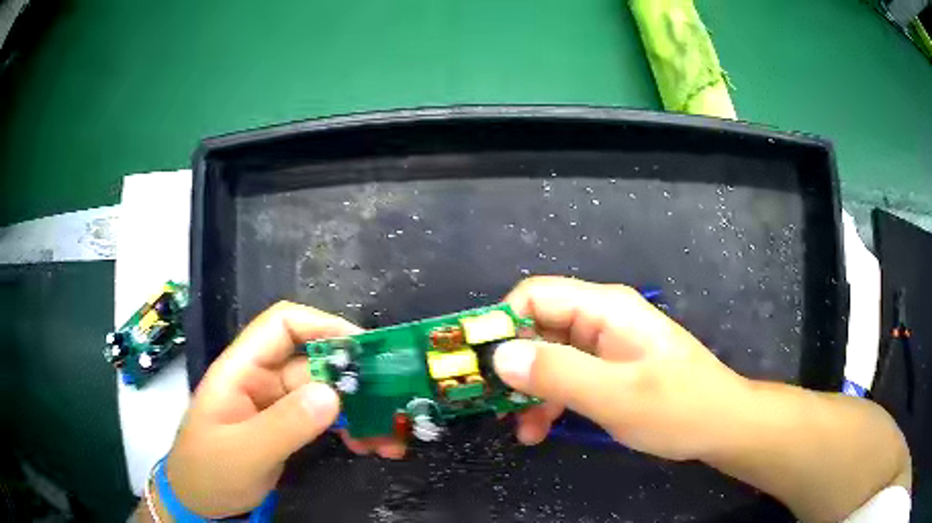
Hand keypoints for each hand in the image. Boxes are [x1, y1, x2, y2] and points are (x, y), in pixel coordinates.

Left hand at [164, 302, 402, 517]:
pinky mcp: (286, 427)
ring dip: (358, 409)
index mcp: (241, 369)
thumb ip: (284, 425)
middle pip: (313, 362)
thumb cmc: (209, 471)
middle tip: (392, 401)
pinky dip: (348, 427)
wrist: (198, 501)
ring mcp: (275, 405)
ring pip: (324, 392)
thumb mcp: (244, 452)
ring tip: (388, 436)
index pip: (282, 325)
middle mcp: (261, 379)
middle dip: (353, 379)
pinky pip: (323, 418)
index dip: (322, 326)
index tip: (363, 349)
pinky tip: (368, 445)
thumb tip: (333, 395)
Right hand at [493, 277, 748, 460]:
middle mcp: (600, 319)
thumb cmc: (677, 407)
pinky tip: (541, 429)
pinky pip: (566, 376)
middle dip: (514, 366)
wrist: (719, 426)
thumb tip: (499, 356)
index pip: (535, 295)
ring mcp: (605, 345)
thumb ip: (557, 374)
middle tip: (495, 405)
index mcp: (605, 308)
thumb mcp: (616, 395)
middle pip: (538, 327)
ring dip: (530, 391)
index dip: (502, 324)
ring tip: (522, 430)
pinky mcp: (608, 369)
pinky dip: (550, 400)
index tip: (480, 366)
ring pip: (548, 356)